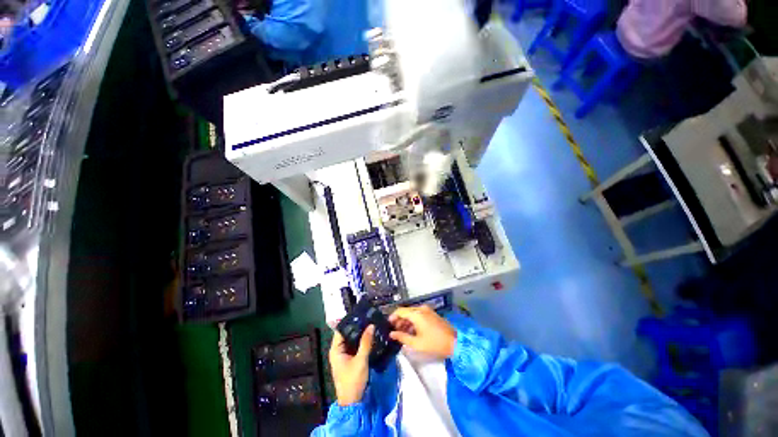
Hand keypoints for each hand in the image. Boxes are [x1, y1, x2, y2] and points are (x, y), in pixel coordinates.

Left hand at [329, 325, 373, 405]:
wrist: (353, 403)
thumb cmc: (353, 381)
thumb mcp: (360, 360)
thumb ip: (366, 342)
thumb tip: (371, 325)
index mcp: (336, 349)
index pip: (341, 330)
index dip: (350, 321)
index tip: (360, 313)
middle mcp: (339, 350)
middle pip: (348, 334)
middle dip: (358, 326)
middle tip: (369, 317)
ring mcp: (345, 355)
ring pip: (353, 340)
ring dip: (361, 333)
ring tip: (371, 323)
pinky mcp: (351, 359)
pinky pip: (356, 346)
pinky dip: (362, 341)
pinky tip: (371, 336)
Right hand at [389, 306, 456, 358]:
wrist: (455, 342)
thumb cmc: (434, 343)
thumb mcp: (416, 343)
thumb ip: (402, 337)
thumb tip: (392, 334)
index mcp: (416, 314)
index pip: (400, 311)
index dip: (392, 317)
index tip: (388, 325)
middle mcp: (421, 308)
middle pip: (406, 311)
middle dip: (399, 320)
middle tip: (395, 331)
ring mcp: (427, 310)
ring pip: (412, 313)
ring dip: (406, 321)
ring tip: (402, 333)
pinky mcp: (431, 313)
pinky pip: (418, 314)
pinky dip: (413, 321)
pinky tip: (412, 331)